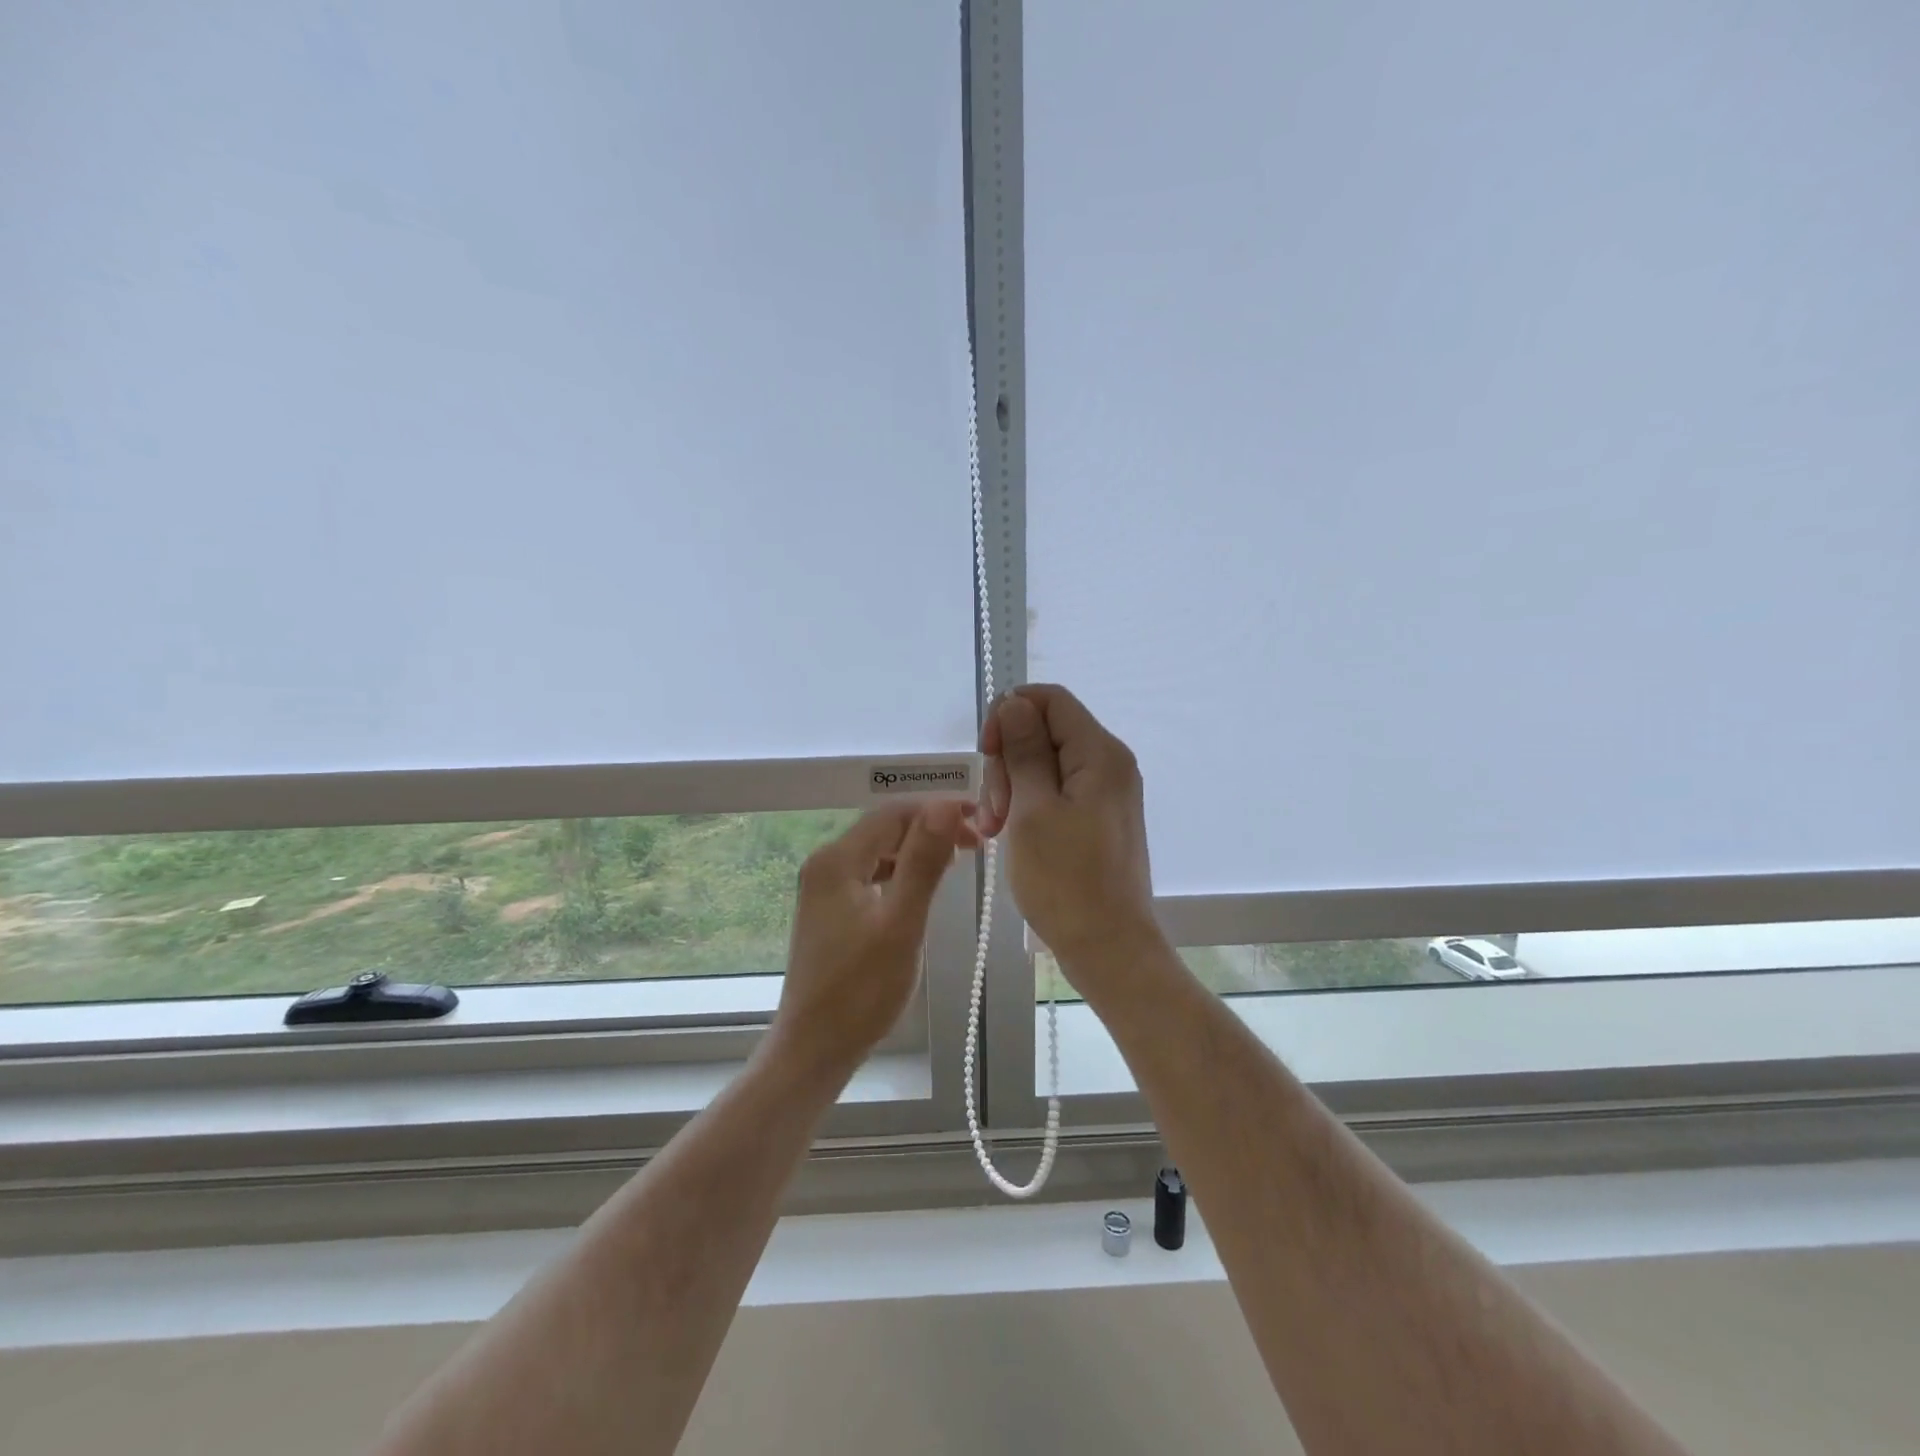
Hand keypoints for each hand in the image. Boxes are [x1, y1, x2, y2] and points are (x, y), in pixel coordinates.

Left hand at [770, 801, 978, 1077]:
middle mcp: (825, 864)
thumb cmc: (860, 991)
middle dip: (931, 829)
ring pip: (879, 852)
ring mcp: (824, 889)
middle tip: (977, 845)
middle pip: (885, 829)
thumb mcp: (901, 923)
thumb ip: (923, 861)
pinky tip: (922, 888)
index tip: (980, 820)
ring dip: (918, 851)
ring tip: (958, 861)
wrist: (814, 1050)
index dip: (938, 810)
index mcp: (837, 859)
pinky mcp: (830, 911)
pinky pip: (871, 876)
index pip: (894, 813)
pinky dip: (901, 874)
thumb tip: (946, 805)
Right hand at [978, 685, 1161, 975]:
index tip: (986, 754)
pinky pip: (1057, 792)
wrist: (1109, 949)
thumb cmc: (1066, 881)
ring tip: (996, 830)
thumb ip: (1024, 751)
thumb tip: (1015, 703)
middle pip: (1046, 731)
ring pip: (1046, 763)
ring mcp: (1106, 792)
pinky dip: (1029, 805)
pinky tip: (1011, 834)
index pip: (1050, 699)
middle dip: (1008, 760)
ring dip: (1013, 787)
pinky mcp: (1099, 818)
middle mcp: (1110, 764)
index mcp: (1100, 753)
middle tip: (992, 810)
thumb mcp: (1032, 810)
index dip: (1009, 714)